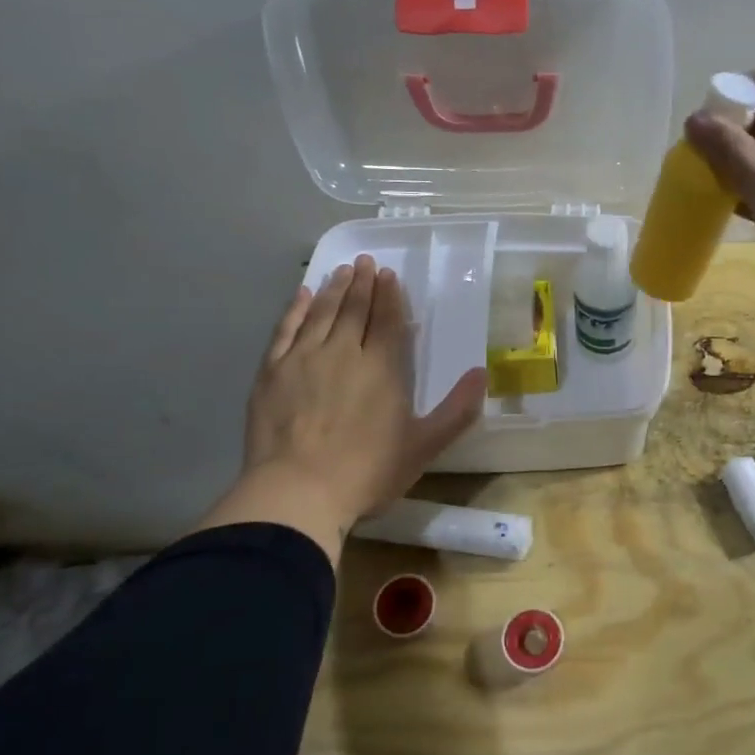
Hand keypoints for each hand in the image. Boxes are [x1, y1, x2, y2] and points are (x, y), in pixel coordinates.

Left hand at [195, 255, 485, 558]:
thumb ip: (457, 410)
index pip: (388, 320)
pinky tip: (301, 295)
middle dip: (361, 283)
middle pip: (354, 309)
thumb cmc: (367, 472)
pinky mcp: (272, 372)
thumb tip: (483, 373)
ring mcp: (303, 359)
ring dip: (332, 289)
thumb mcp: (424, 446)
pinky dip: (295, 309)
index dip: (389, 296)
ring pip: (321, 313)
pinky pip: (285, 330)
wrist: (297, 492)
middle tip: (364, 262)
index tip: (388, 275)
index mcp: (382, 367)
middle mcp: (343, 352)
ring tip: (340, 270)